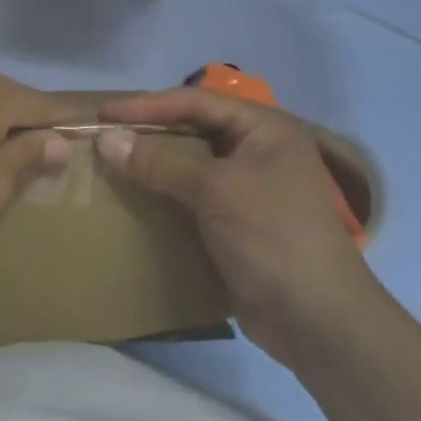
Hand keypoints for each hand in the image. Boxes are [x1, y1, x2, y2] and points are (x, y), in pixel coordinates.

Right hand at [95, 89, 382, 365]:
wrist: (317, 318)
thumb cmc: (271, 236)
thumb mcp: (215, 190)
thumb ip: (160, 161)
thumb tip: (107, 140)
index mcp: (265, 128)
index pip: (196, 101)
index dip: (147, 105)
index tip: (103, 115)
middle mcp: (259, 150)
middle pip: (194, 128)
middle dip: (149, 132)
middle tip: (104, 137)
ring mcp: (250, 188)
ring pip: (192, 163)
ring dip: (154, 164)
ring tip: (112, 165)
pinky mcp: (238, 221)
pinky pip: (194, 196)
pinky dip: (166, 194)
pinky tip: (137, 199)